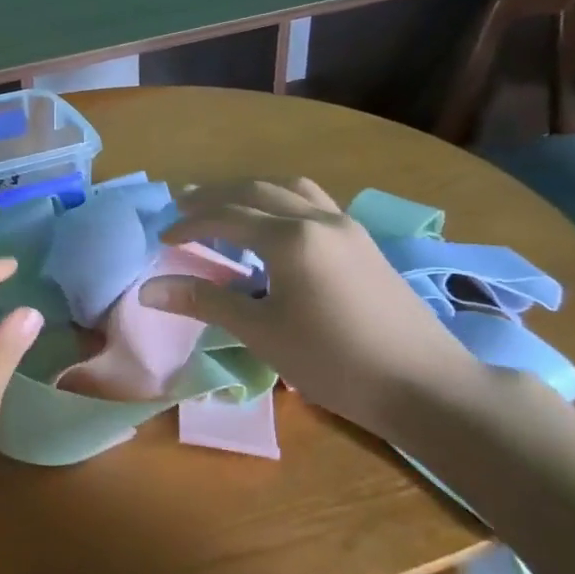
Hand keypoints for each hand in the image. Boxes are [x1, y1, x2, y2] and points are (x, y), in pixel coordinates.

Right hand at [139, 178, 487, 434]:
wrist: (426, 385)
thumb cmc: (334, 361)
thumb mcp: (261, 332)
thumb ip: (205, 302)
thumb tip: (148, 291)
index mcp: (290, 239)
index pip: (225, 217)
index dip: (189, 224)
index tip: (162, 237)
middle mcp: (318, 218)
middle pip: (255, 190)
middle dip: (214, 195)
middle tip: (181, 207)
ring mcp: (346, 226)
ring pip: (289, 188)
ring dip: (250, 191)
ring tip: (224, 206)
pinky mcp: (363, 241)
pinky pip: (312, 201)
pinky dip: (280, 200)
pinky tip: (273, 225)